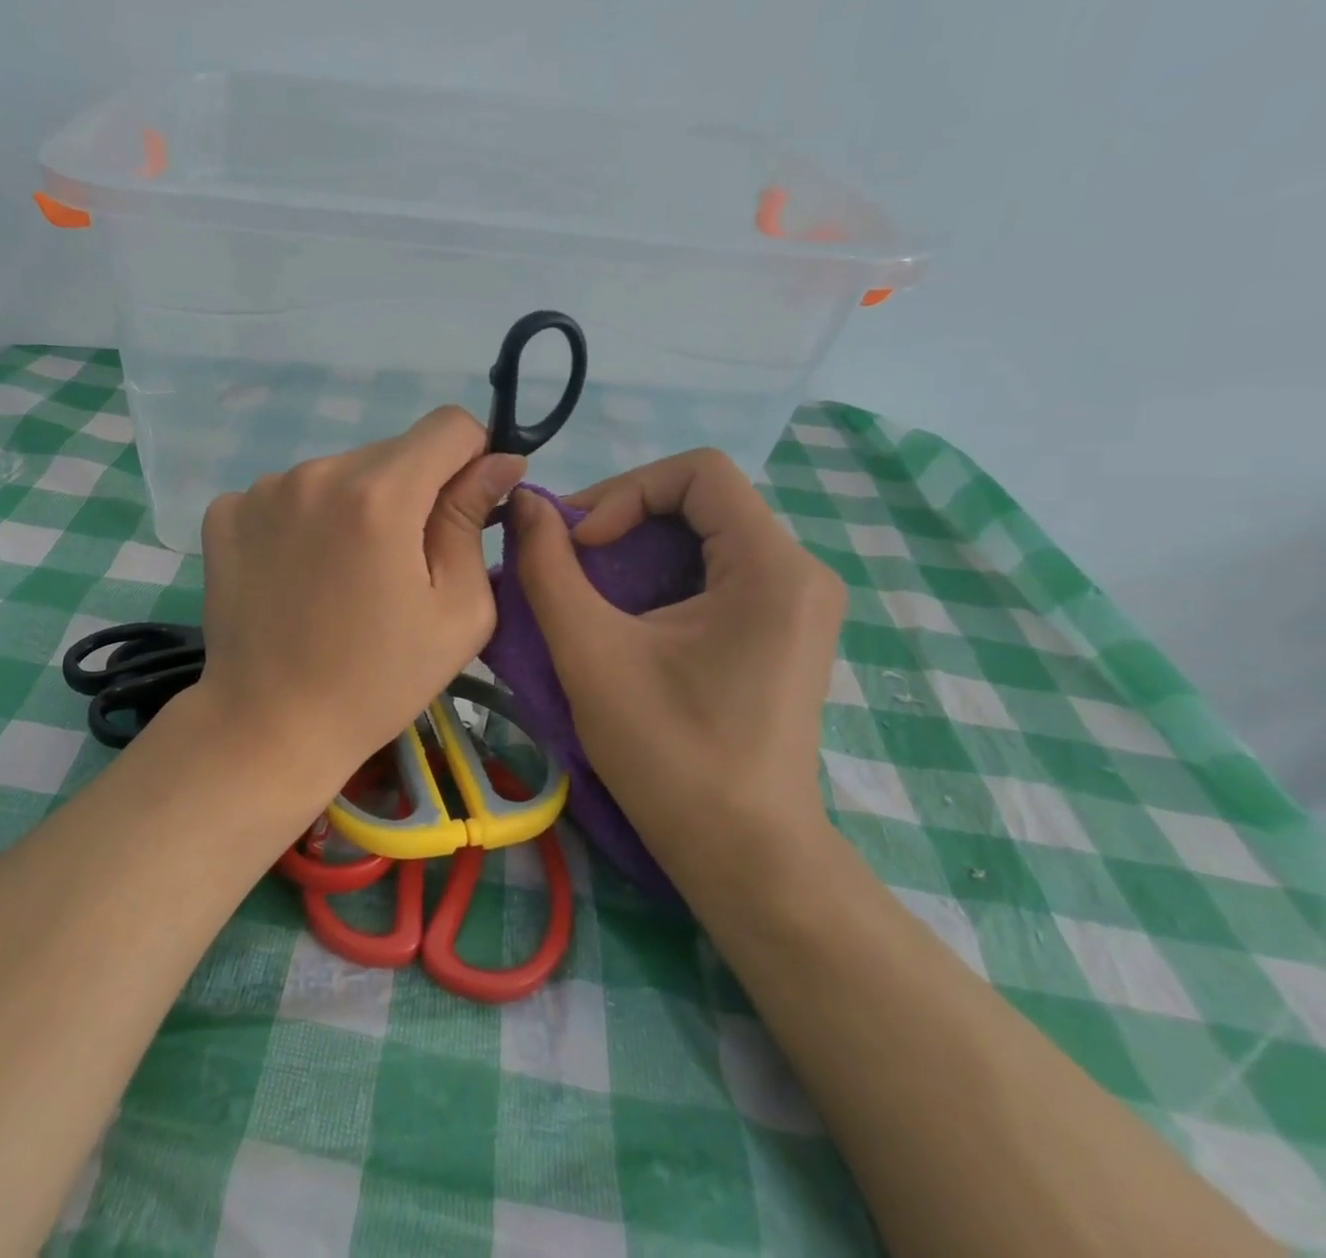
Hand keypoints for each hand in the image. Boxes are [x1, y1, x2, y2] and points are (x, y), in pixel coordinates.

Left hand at [195, 407, 525, 790]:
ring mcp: (261, 490)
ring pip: (339, 473)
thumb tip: (499, 462)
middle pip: (392, 452)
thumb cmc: (378, 680)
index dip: (470, 459)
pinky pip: (288, 494)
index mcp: (380, 495)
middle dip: (412, 492)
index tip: (462, 508)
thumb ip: (474, 521)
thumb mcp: (458, 611)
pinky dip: (304, 521)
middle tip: (399, 564)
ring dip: (356, 506)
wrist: (271, 726)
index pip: (449, 425)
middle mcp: (316, 473)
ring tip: (344, 576)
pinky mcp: (225, 512)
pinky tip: (298, 574)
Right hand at [511, 449, 845, 886]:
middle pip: (702, 500)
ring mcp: (798, 603)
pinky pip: (717, 571)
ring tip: (587, 587)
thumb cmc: (668, 753)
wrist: (743, 853)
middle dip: (624, 518)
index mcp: (771, 567)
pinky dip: (661, 576)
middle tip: (567, 559)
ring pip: (705, 535)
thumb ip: (548, 568)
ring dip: (637, 548)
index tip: (582, 545)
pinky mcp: (783, 630)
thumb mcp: (591, 652)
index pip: (699, 471)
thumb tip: (526, 502)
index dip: (626, 491)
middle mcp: (799, 571)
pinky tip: (626, 616)